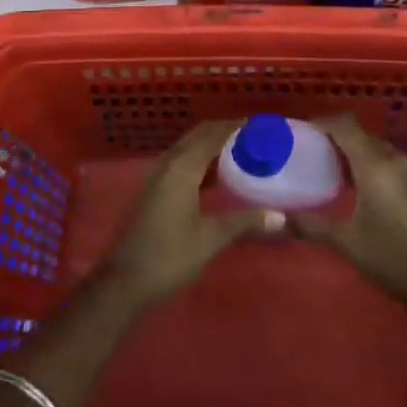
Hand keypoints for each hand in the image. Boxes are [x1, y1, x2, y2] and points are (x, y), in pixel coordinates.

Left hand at [103, 121, 283, 309]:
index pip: (212, 135)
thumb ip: (244, 222)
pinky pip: (180, 163)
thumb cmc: (169, 257)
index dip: (235, 126)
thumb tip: (280, 216)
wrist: (125, 280)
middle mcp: (168, 164)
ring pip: (188, 148)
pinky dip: (200, 161)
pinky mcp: (154, 190)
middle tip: (254, 137)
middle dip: (224, 131)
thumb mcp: (210, 239)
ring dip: (211, 145)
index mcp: (182, 168)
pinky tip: (216, 177)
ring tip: (240, 152)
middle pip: (198, 136)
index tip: (260, 125)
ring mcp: (157, 176)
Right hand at [291, 116, 406, 323]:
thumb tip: (277, 218)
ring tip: (326, 168)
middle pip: (359, 134)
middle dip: (333, 137)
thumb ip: (310, 225)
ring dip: (351, 150)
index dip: (321, 123)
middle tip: (308, 152)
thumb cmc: (395, 260)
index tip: (299, 133)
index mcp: (375, 165)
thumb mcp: (348, 243)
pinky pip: (387, 160)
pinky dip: (367, 163)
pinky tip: (354, 186)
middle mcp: (394, 160)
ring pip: (375, 147)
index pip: (345, 125)